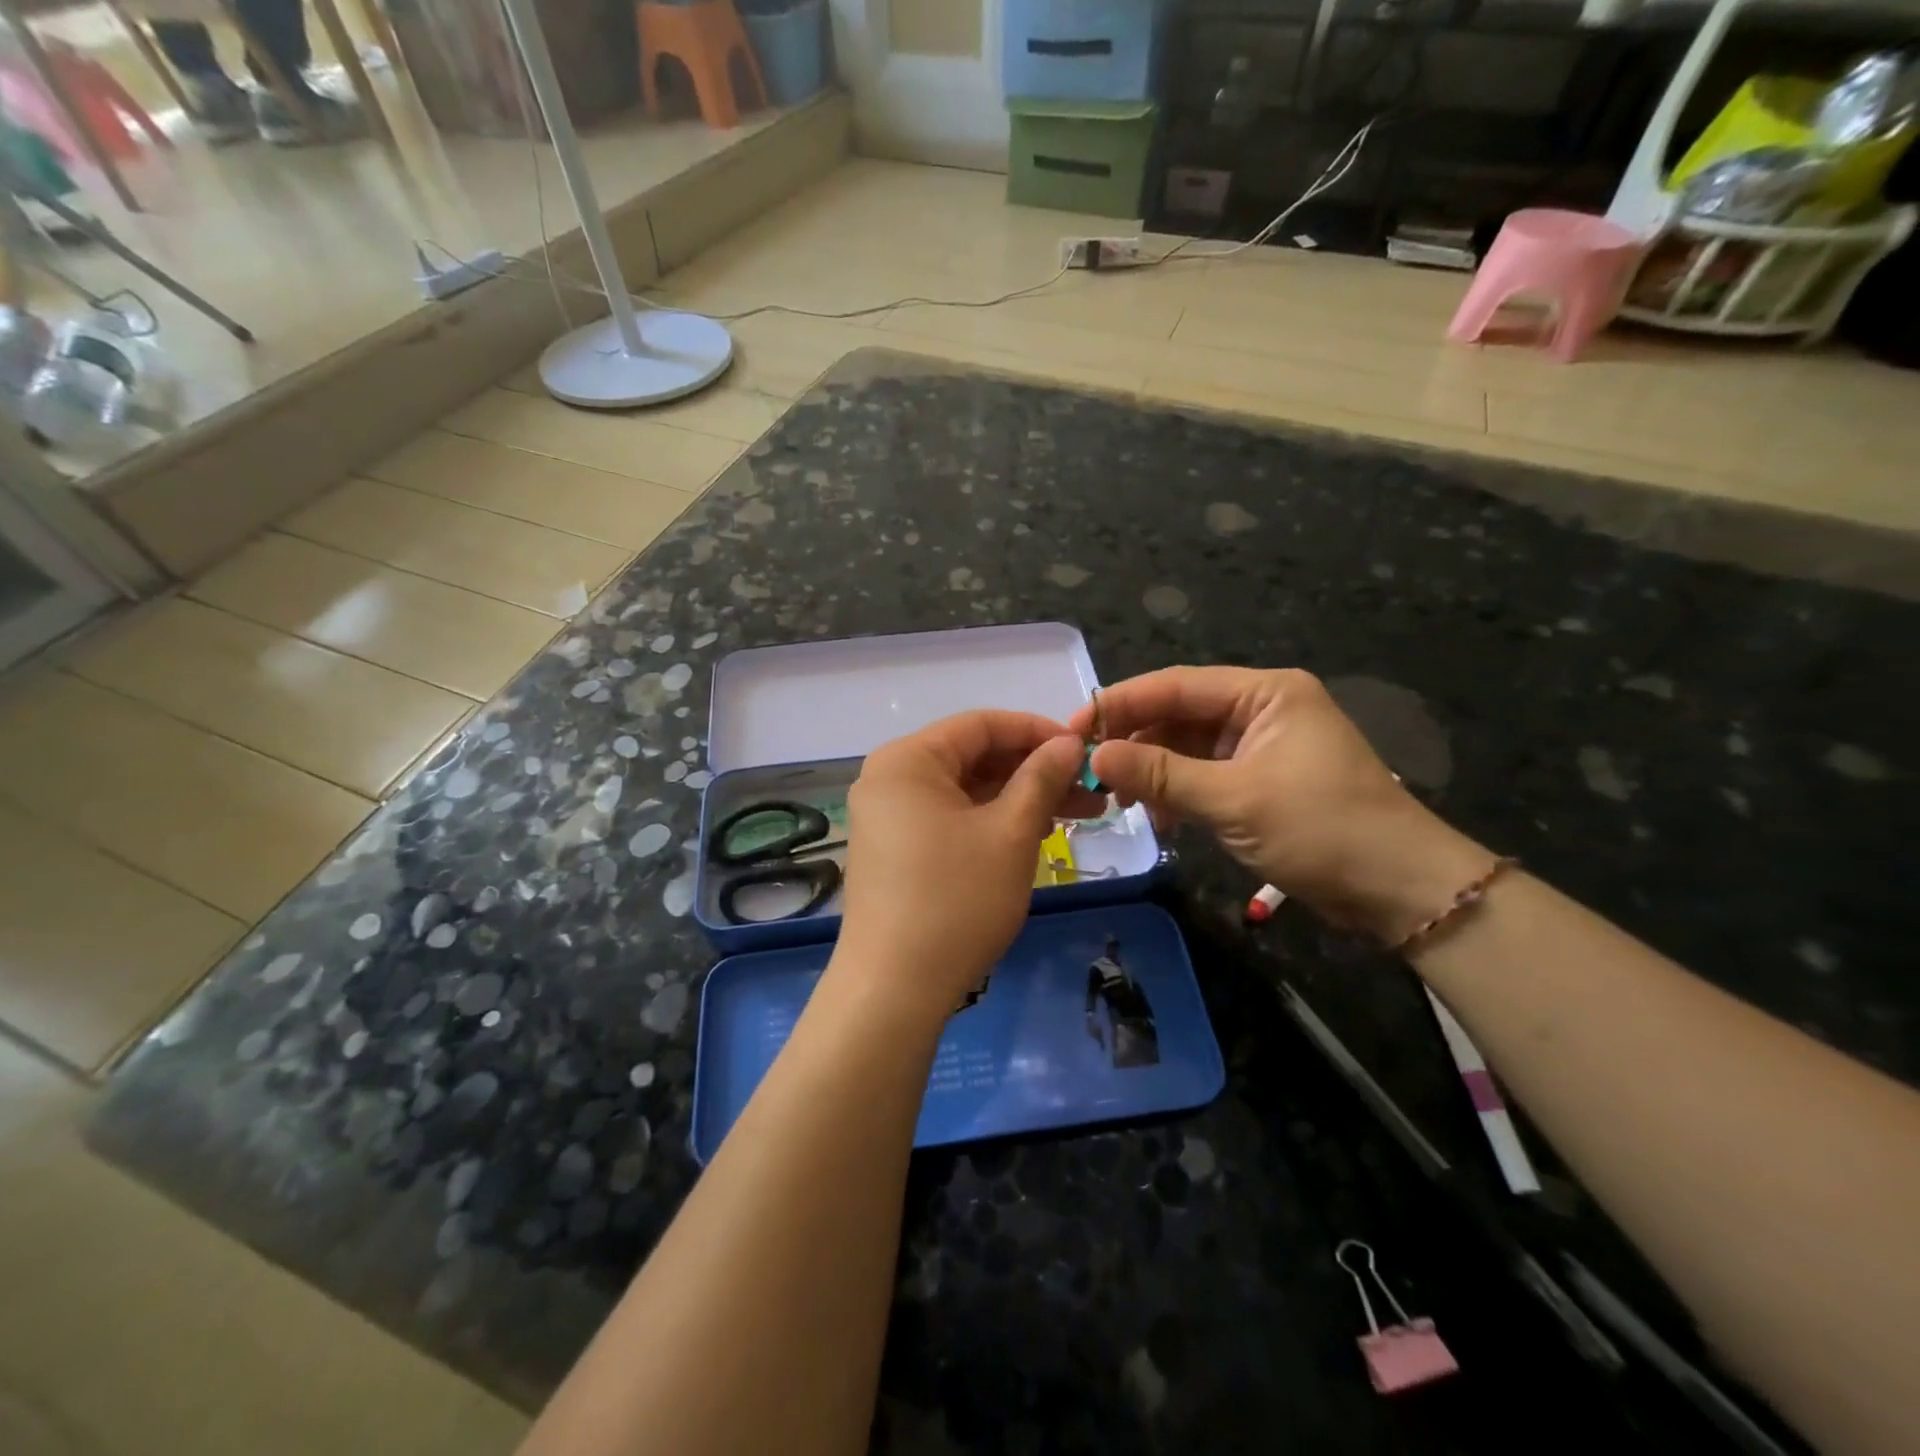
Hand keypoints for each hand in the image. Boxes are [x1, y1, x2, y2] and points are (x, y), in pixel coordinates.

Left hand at [833, 711, 1100, 1021]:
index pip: (982, 724)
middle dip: (1033, 771)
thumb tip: (1069, 742)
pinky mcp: (893, 850)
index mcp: (908, 760)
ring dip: (1018, 799)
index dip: (1038, 731)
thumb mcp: (1011, 833)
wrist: (893, 989)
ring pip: (965, 791)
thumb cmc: (956, 901)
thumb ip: (1041, 778)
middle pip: (972, 757)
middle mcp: (889, 778)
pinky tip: (1033, 834)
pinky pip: (949, 818)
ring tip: (1075, 815)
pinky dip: (990, 821)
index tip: (1084, 751)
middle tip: (1090, 791)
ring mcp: (887, 816)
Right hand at [1069, 667, 1490, 940]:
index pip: (1175, 686)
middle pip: (1178, 715)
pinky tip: (1158, 819)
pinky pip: (1204, 776)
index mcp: (1265, 693)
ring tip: (1120, 800)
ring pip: (1187, 748)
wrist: (1401, 890)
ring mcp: (1261, 747)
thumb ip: (1160, 775)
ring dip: (1154, 772)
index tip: (1072, 729)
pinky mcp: (1261, 782)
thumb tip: (1094, 756)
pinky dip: (1178, 794)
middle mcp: (1261, 709)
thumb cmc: (1323, 829)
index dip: (1120, 704)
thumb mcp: (1233, 800)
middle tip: (1088, 771)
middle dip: (1135, 742)